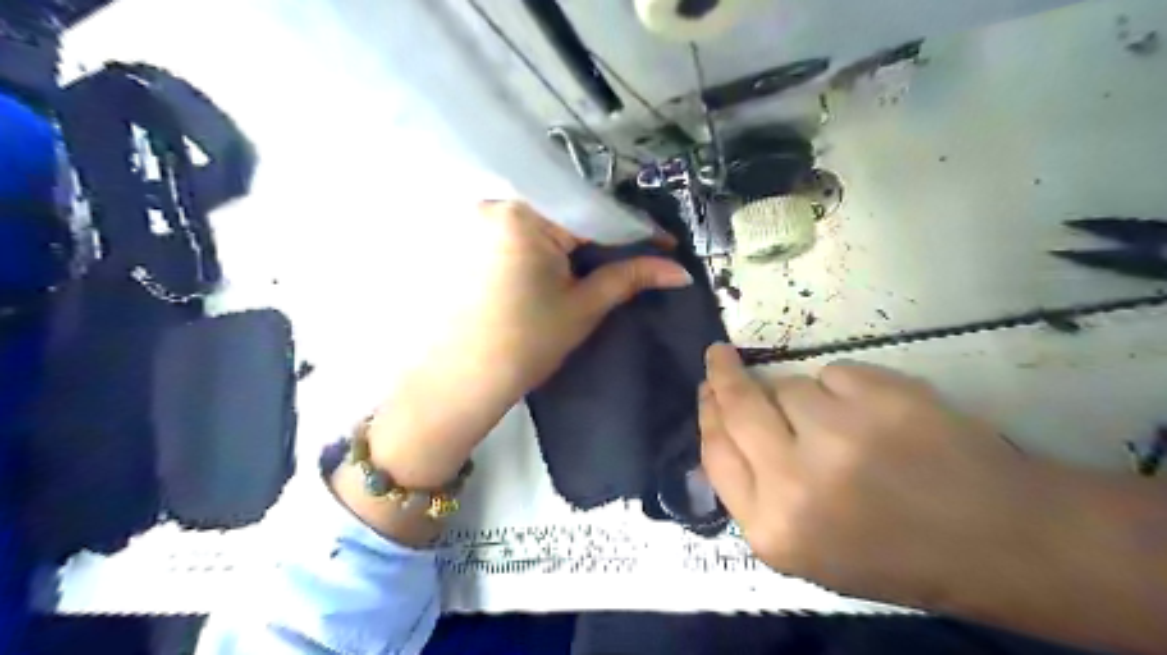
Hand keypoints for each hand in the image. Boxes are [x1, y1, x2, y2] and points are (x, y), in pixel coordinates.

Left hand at [366, 201, 690, 488]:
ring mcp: (481, 220)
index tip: (667, 247)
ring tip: (611, 258)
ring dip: (581, 237)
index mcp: (526, 215)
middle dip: (608, 232)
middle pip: (570, 210)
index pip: (596, 212)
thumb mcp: (583, 307)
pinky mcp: (473, 239)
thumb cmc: (525, 345)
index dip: (636, 231)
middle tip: (642, 254)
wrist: (460, 381)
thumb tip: (680, 271)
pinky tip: (569, 260)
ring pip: (549, 219)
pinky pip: (525, 229)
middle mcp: (499, 205)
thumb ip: (630, 276)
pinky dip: (552, 242)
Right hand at [695, 346, 1064, 610]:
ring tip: (844, 426)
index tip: (707, 389)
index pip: (715, 452)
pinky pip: (836, 373)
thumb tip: (723, 427)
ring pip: (790, 385)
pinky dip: (847, 388)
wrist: (1001, 543)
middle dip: (723, 374)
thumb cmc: (895, 553)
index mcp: (774, 529)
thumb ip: (755, 493)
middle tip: (719, 356)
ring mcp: (840, 435)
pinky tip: (879, 418)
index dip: (708, 414)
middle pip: (739, 405)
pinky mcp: (882, 398)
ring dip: (802, 397)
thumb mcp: (807, 547)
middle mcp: (796, 482)